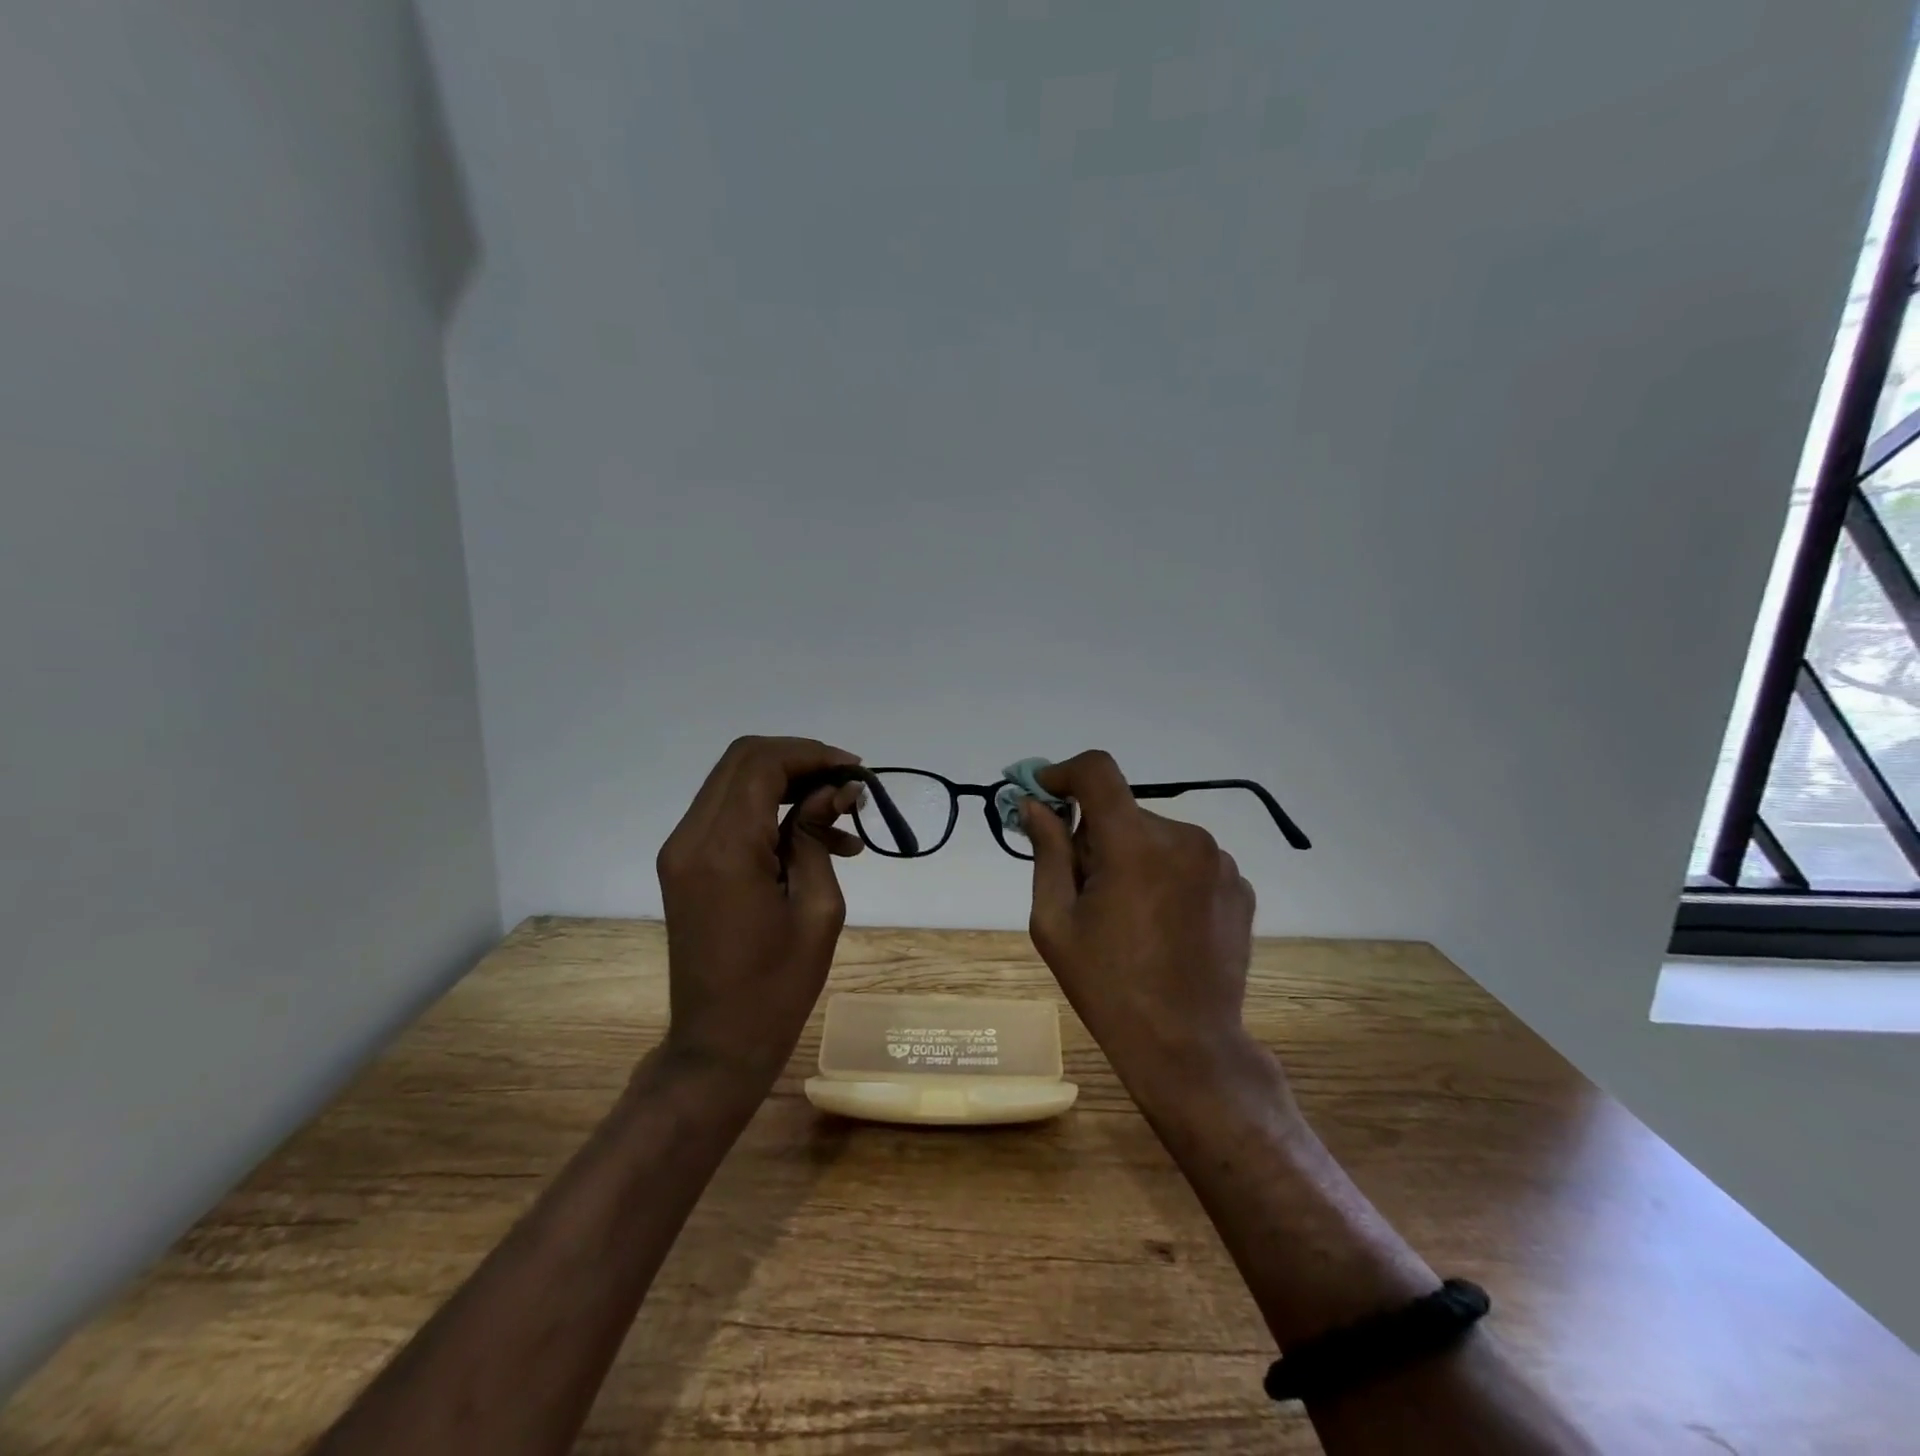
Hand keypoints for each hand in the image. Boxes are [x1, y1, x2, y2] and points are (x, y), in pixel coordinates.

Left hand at [655, 736, 864, 1089]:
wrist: (718, 1044)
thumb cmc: (778, 987)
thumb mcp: (817, 907)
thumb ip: (818, 836)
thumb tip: (836, 791)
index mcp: (725, 849)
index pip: (762, 764)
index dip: (812, 755)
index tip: (856, 772)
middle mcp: (691, 838)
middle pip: (743, 760)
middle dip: (800, 761)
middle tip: (847, 785)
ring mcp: (681, 850)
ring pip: (734, 782)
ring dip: (787, 784)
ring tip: (841, 818)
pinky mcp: (684, 865)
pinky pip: (728, 814)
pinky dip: (769, 811)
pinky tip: (815, 840)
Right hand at [1022, 750, 1275, 1109]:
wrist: (1186, 1046)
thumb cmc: (1107, 986)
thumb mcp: (1055, 921)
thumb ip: (1047, 851)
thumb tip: (1034, 804)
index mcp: (1135, 843)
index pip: (1098, 771)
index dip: (1064, 773)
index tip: (1045, 795)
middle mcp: (1184, 838)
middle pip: (1124, 812)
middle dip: (1096, 836)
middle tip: (1084, 888)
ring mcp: (1220, 862)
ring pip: (1156, 837)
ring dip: (1133, 856)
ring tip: (1127, 914)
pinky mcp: (1239, 886)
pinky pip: (1189, 861)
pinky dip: (1166, 876)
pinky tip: (1163, 924)